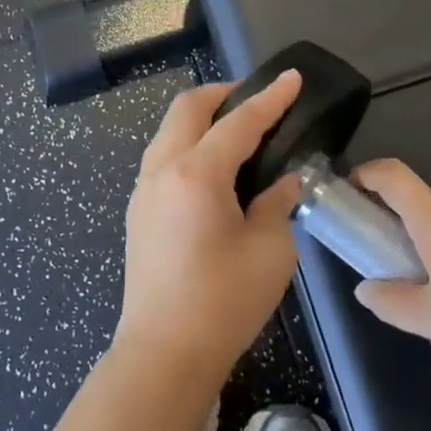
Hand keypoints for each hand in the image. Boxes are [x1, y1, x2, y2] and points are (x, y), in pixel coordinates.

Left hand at [115, 72, 304, 391]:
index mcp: (196, 173)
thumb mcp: (271, 250)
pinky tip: (214, 170)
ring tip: (237, 132)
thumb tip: (281, 183)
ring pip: (169, 131)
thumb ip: (278, 205)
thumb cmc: (223, 302)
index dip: (270, 98)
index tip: (292, 78)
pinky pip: (163, 158)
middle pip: (188, 109)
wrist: (164, 352)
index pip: (239, 121)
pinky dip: (189, 146)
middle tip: (258, 100)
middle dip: (224, 93)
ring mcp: (143, 190)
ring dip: (202, 119)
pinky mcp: (139, 212)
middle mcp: (162, 169)